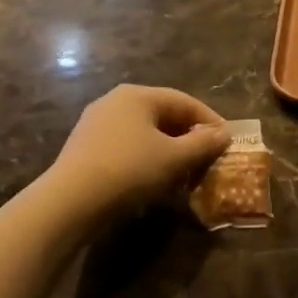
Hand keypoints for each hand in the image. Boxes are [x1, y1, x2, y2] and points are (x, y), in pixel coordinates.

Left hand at [48, 85, 230, 215]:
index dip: (210, 120)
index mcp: (138, 95)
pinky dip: (146, 159)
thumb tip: (224, 134)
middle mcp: (115, 101)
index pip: (185, 101)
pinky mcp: (85, 148)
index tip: (227, 141)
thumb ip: (203, 143)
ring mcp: (96, 124)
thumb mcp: (175, 157)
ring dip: (168, 150)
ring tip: (184, 172)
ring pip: (144, 133)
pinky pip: (126, 147)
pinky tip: (154, 181)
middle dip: (189, 137)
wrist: (70, 202)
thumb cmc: (129, 170)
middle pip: (163, 115)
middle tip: (208, 158)